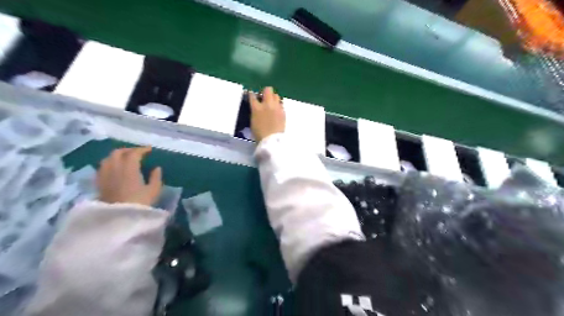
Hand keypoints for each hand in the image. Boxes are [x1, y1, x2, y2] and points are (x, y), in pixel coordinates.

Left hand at [96, 147, 161, 205]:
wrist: (117, 218)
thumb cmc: (139, 203)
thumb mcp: (154, 190)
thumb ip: (156, 177)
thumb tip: (157, 168)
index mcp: (129, 168)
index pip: (134, 153)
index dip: (142, 149)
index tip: (150, 149)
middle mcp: (115, 168)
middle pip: (118, 152)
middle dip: (128, 150)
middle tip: (138, 153)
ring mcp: (105, 175)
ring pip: (108, 158)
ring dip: (117, 155)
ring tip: (125, 159)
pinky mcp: (99, 183)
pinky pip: (103, 167)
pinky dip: (110, 163)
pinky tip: (115, 169)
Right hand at [252, 85, 286, 140]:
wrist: (271, 140)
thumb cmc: (259, 133)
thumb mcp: (253, 121)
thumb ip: (255, 111)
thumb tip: (257, 107)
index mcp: (256, 108)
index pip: (253, 96)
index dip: (252, 94)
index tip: (252, 94)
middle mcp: (267, 104)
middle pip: (268, 90)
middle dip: (266, 92)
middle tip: (264, 98)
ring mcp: (276, 107)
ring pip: (276, 95)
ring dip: (273, 98)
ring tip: (271, 104)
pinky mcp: (283, 112)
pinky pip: (281, 104)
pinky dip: (278, 106)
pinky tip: (276, 111)